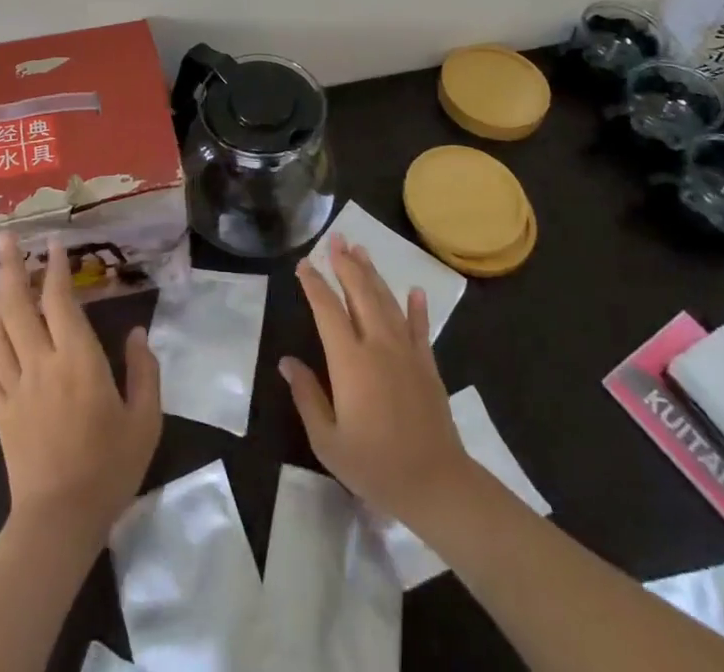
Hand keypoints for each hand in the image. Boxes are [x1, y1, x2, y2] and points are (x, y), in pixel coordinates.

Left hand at [0, 232, 161, 546]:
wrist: (60, 519)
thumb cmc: (109, 466)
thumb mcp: (145, 419)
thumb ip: (144, 371)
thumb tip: (139, 331)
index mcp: (78, 360)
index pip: (60, 302)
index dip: (56, 269)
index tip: (54, 243)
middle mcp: (41, 363)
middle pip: (18, 307)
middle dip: (11, 269)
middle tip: (4, 238)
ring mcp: (14, 388)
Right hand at [280, 236, 472, 524]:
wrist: (436, 484)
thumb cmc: (375, 466)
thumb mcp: (328, 440)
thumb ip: (307, 396)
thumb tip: (287, 362)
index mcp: (350, 361)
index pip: (327, 310)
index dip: (314, 284)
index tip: (304, 264)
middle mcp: (378, 345)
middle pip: (360, 293)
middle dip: (346, 264)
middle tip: (336, 238)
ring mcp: (407, 352)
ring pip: (387, 302)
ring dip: (373, 274)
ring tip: (361, 250)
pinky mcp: (428, 364)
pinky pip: (420, 328)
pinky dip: (417, 308)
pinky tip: (415, 291)